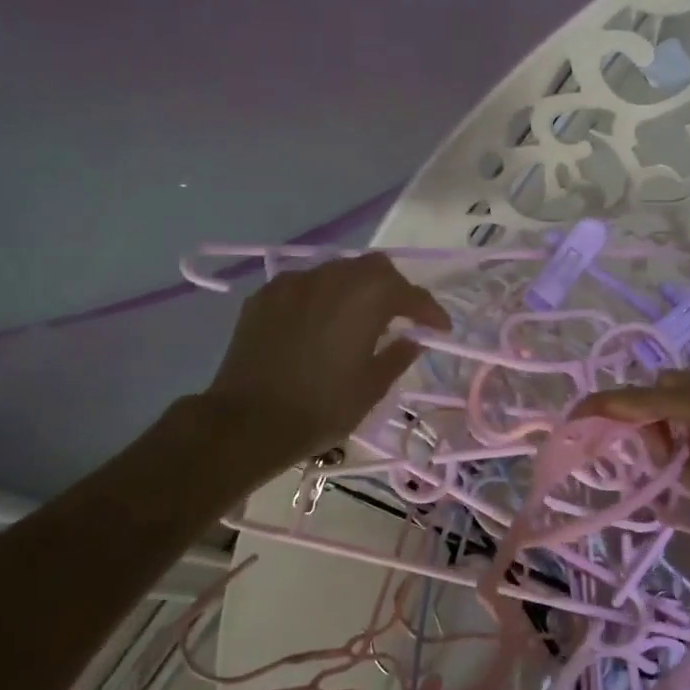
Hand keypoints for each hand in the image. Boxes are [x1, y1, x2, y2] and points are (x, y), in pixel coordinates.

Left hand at [202, 253, 450, 478]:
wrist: (247, 421)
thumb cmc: (321, 407)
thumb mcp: (371, 388)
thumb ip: (397, 357)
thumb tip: (412, 340)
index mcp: (366, 298)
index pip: (410, 294)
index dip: (430, 311)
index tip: (441, 329)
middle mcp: (332, 278)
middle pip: (374, 268)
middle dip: (394, 288)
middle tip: (401, 316)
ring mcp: (294, 283)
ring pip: (337, 270)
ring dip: (356, 288)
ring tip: (359, 317)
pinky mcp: (265, 295)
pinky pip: (304, 284)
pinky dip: (321, 296)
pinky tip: (319, 321)